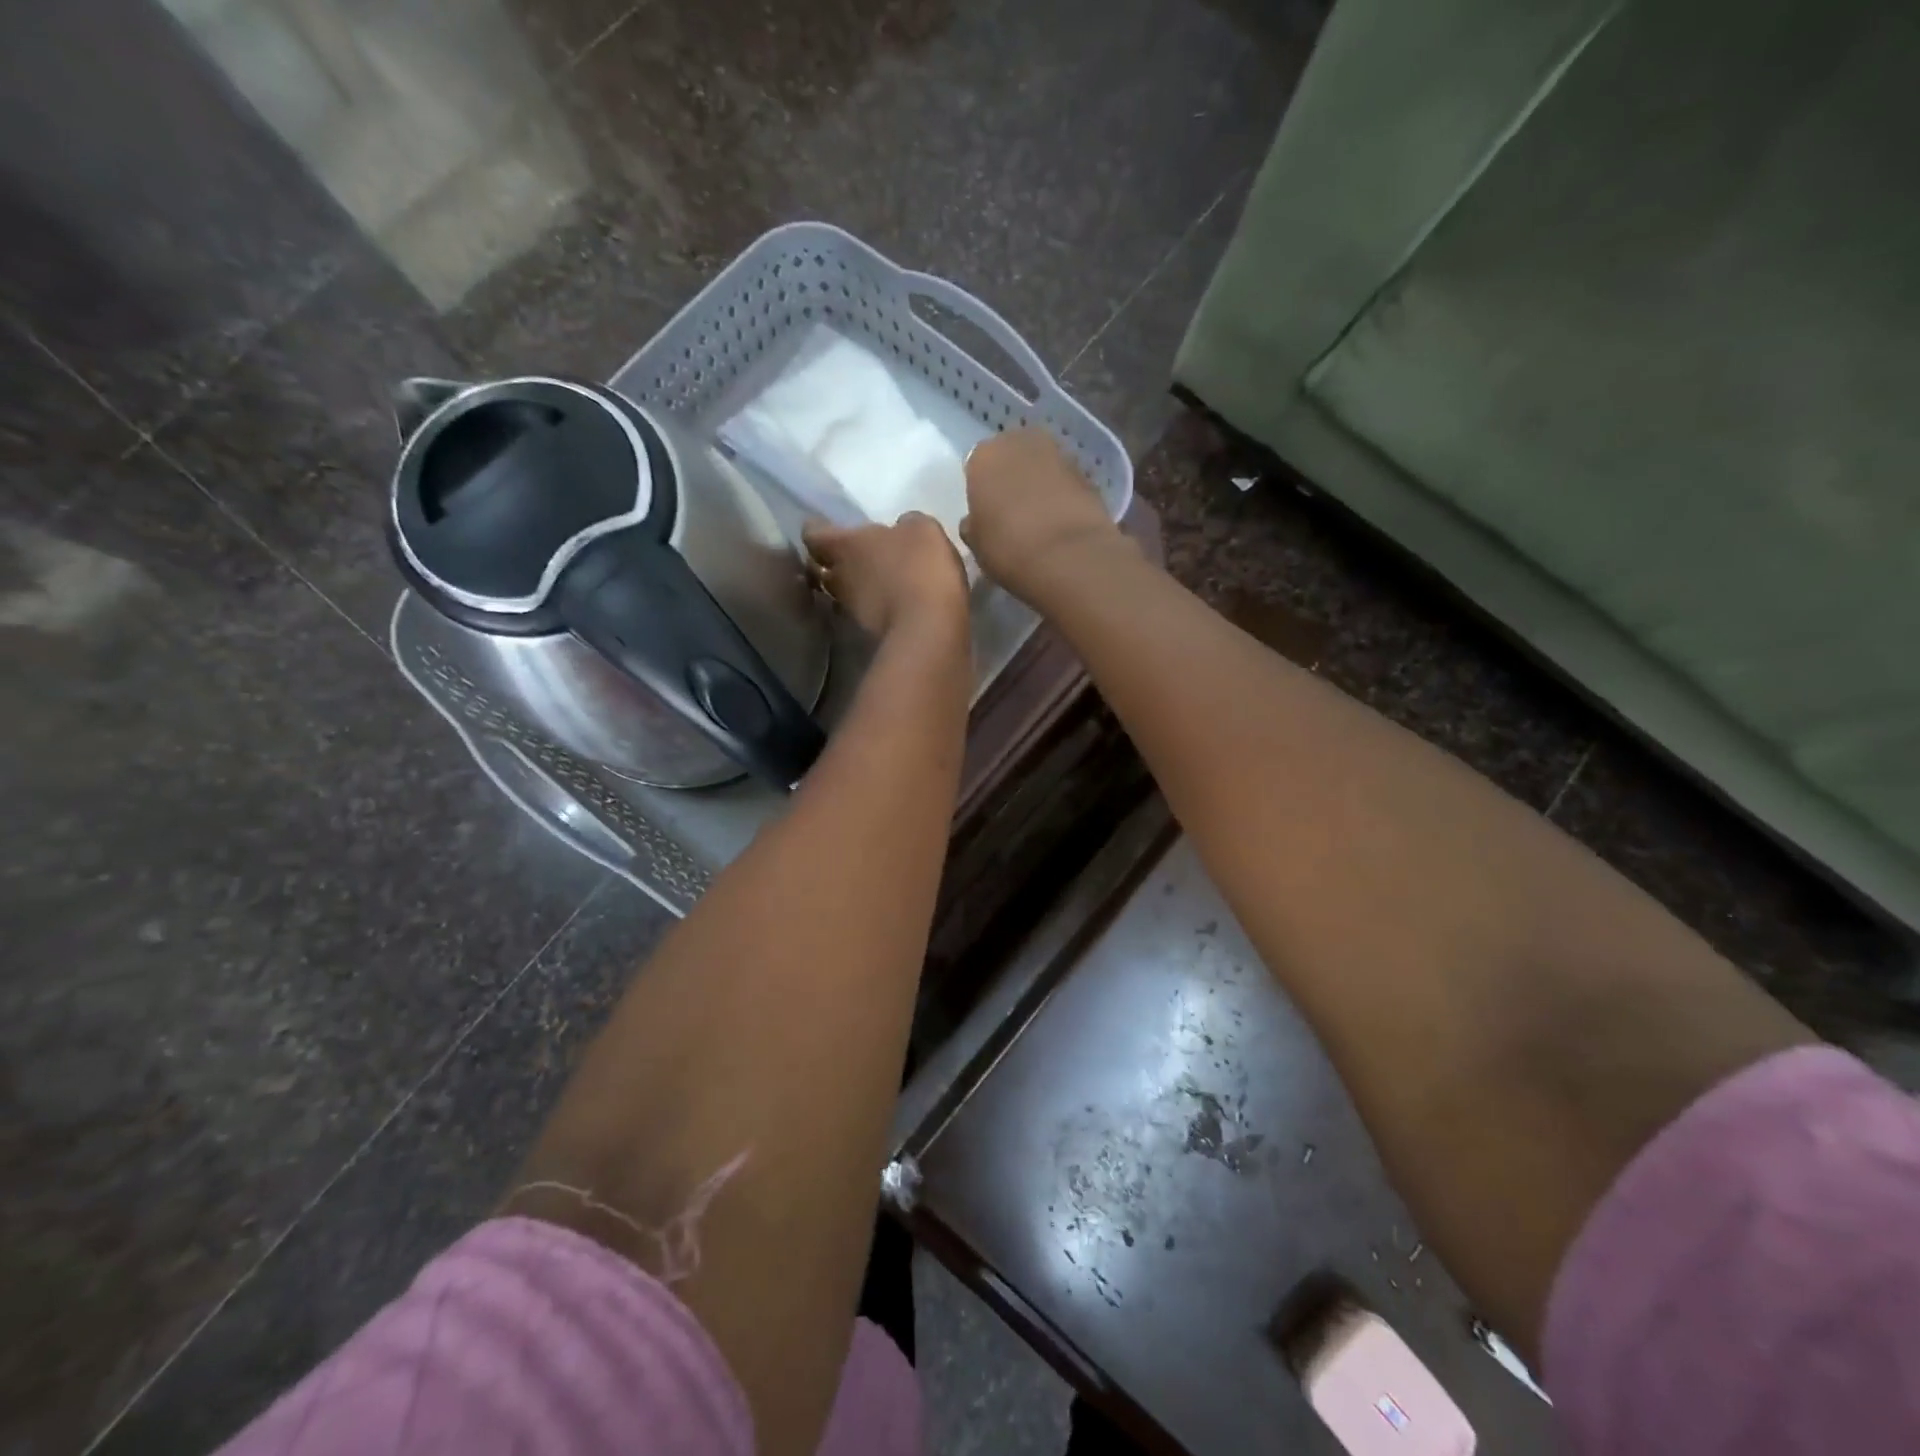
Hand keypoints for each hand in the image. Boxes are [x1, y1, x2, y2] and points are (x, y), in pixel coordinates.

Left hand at [803, 513, 968, 641]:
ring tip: (872, 580)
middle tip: (849, 555)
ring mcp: (852, 609)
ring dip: (853, 586)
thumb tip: (901, 530)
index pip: (813, 535)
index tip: (825, 525)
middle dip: (830, 562)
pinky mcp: (869, 632)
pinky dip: (872, 606)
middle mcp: (839, 578)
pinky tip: (891, 602)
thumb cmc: (919, 567)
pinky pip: (864, 613)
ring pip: (841, 593)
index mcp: (844, 546)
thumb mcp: (921, 530)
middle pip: (821, 569)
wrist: (928, 627)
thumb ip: (905, 525)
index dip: (816, 529)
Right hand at [961, 428, 1125, 601]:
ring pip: (1041, 466)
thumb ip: (973, 524)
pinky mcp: (1089, 473)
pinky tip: (1061, 523)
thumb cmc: (1008, 548)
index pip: (977, 466)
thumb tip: (976, 521)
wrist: (1069, 556)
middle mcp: (1021, 442)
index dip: (981, 490)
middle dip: (1012, 478)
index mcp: (985, 455)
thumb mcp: (976, 543)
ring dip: (1039, 484)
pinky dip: (1063, 496)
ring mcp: (1059, 453)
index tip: (986, 513)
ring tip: (1039, 520)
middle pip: (1012, 456)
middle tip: (1012, 512)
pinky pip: (1066, 482)